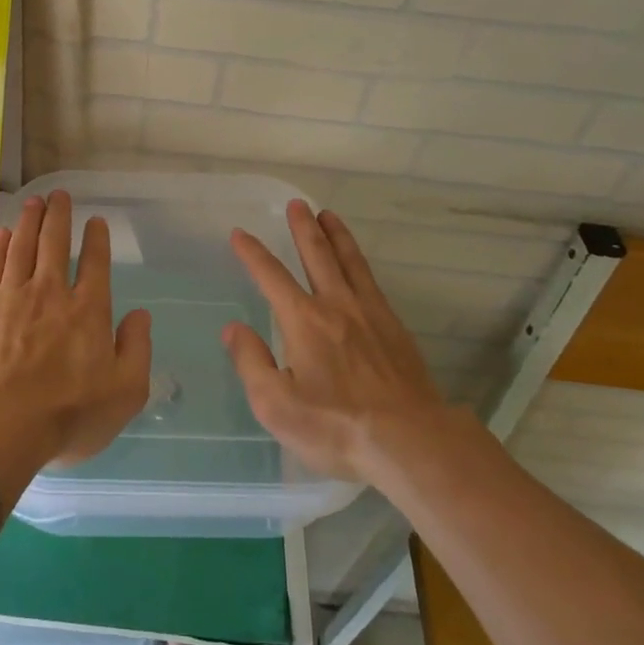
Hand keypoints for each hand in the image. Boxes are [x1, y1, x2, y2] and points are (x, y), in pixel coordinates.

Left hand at [0, 190, 151, 466]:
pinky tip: (3, 233)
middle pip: (55, 243)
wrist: (0, 425)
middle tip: (59, 194)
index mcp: (88, 310)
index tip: (96, 221)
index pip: (95, 263)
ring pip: (23, 246)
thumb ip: (137, 349)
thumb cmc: (68, 414)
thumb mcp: (125, 392)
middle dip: (59, 215)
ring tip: (34, 201)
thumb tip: (141, 315)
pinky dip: (0, 245)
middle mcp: (51, 292)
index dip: (97, 239)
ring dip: (30, 221)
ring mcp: (13, 296)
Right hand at [223, 201, 449, 483]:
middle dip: (303, 228)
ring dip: (336, 235)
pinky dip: (360, 263)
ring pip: (349, 262)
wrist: (410, 440)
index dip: (253, 253)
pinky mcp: (395, 329)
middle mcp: (336, 306)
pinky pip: (372, 282)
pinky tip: (359, 266)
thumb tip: (233, 329)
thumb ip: (251, 362)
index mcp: (303, 320)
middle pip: (317, 255)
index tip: (239, 233)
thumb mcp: (276, 405)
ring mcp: (370, 314)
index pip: (271, 276)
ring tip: (328, 215)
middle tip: (296, 204)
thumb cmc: (335, 426)